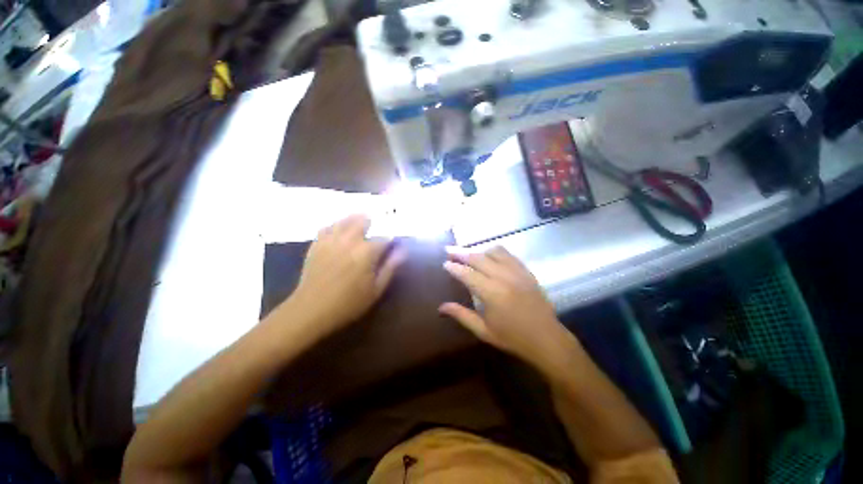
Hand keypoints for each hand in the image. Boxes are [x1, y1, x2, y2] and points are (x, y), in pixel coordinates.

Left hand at [287, 214, 406, 336]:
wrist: (311, 309)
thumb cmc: (349, 303)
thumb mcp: (376, 289)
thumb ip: (390, 267)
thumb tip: (403, 250)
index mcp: (367, 251)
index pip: (384, 239)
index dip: (391, 241)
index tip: (393, 246)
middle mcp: (350, 240)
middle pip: (363, 221)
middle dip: (372, 224)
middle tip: (375, 230)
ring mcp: (331, 240)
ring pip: (345, 220)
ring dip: (355, 220)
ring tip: (360, 223)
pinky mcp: (317, 244)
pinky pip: (327, 227)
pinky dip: (336, 226)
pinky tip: (339, 230)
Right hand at [440, 246, 569, 367]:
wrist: (546, 339)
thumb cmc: (512, 338)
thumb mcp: (483, 330)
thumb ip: (461, 315)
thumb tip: (441, 307)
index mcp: (491, 293)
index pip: (467, 274)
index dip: (454, 268)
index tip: (445, 264)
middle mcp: (503, 277)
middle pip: (478, 258)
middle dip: (461, 253)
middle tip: (449, 251)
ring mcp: (517, 272)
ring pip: (493, 252)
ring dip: (478, 251)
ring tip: (468, 254)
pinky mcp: (526, 271)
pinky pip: (508, 254)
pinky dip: (495, 252)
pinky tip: (489, 256)